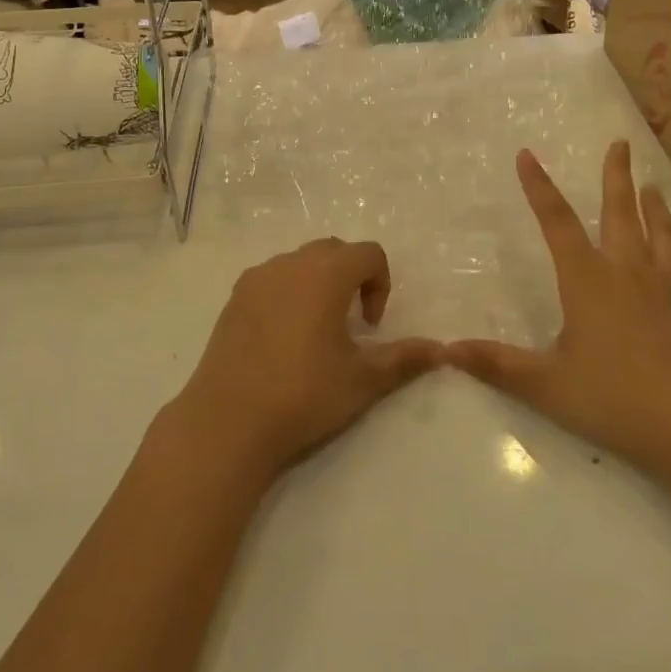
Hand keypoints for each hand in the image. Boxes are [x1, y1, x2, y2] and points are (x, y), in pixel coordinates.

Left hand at [171, 238, 437, 485]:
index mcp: (324, 274)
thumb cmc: (304, 394)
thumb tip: (441, 350)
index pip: (368, 253)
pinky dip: (288, 292)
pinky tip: (283, 337)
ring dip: (318, 282)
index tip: (372, 326)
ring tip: (318, 329)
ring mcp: (256, 278)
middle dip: (352, 276)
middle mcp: (289, 264)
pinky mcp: (233, 298)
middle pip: (333, 250)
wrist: (229, 421)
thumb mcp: (362, 380)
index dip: (381, 283)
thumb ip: (404, 358)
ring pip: (299, 261)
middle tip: (352, 322)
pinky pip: (271, 278)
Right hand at [447, 141, 670, 489]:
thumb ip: (495, 364)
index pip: (556, 223)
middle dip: (616, 176)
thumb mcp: (545, 384)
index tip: (526, 155)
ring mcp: (669, 287)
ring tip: (652, 185)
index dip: (538, 188)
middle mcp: (628, 272)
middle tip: (620, 143)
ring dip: (655, 205)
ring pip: (661, 233)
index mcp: (587, 280)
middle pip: (620, 213)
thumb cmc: (615, 399)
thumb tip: (444, 350)